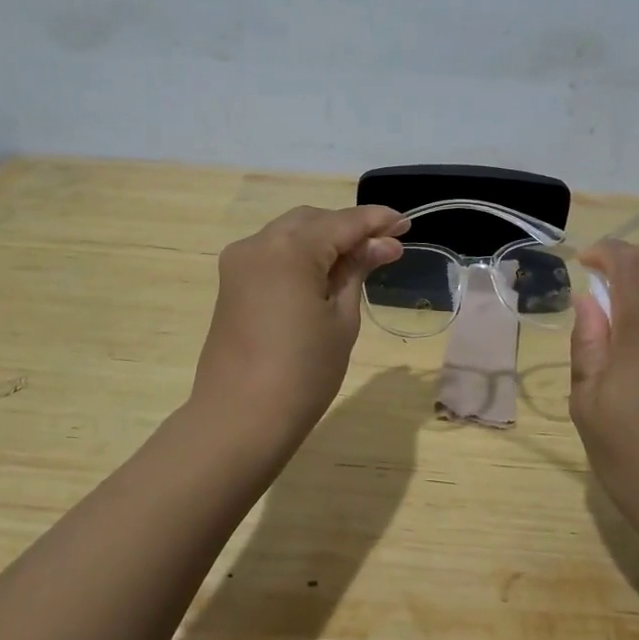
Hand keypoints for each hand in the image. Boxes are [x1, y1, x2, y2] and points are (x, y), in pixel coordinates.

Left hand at [190, 204, 407, 454]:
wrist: (240, 419)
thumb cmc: (303, 372)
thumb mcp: (342, 319)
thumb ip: (358, 271)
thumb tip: (383, 244)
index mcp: (290, 248)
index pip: (343, 222)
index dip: (377, 221)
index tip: (406, 225)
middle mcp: (259, 243)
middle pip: (314, 221)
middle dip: (350, 228)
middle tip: (386, 247)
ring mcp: (240, 262)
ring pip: (291, 233)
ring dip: (325, 240)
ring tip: (360, 260)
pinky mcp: (232, 282)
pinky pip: (273, 253)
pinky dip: (301, 255)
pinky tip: (325, 274)